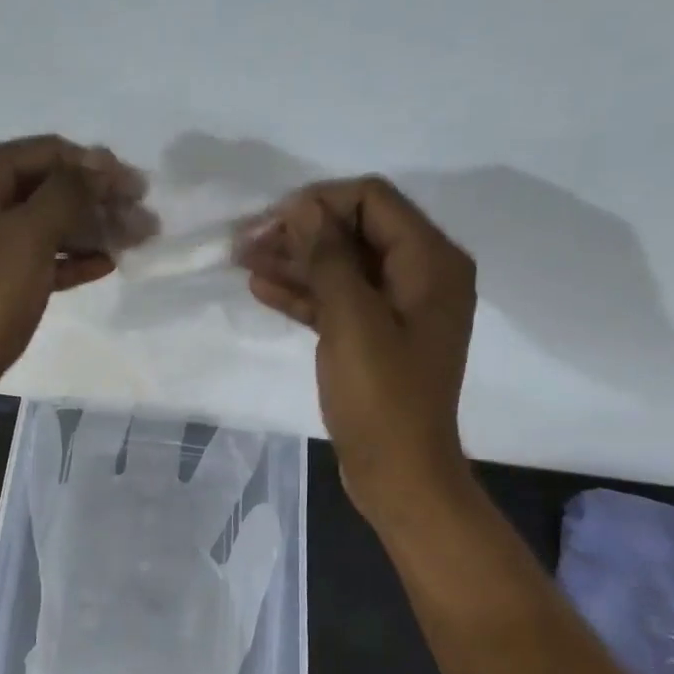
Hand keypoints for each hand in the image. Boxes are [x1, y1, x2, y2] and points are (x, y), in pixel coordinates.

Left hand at [0, 134, 151, 423]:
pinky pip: (37, 257)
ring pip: (45, 224)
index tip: (139, 188)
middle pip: (47, 187)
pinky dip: (70, 259)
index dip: (96, 166)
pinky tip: (106, 265)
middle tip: (145, 220)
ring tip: (137, 242)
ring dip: (91, 230)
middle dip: (98, 201)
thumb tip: (98, 165)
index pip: (45, 152)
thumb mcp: (26, 238)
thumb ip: (67, 193)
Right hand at [239, 176, 477, 522]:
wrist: (397, 472)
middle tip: (246, 241)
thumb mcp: (352, 320)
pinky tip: (261, 288)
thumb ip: (329, 257)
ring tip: (242, 261)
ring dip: (295, 262)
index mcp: (431, 262)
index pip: (374, 201)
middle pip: (356, 231)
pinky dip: (304, 293)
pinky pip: (339, 301)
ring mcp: (398, 309)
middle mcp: (421, 276)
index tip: (271, 220)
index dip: (320, 202)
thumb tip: (303, 207)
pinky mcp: (376, 337)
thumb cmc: (381, 397)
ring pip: (342, 267)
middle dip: (301, 232)